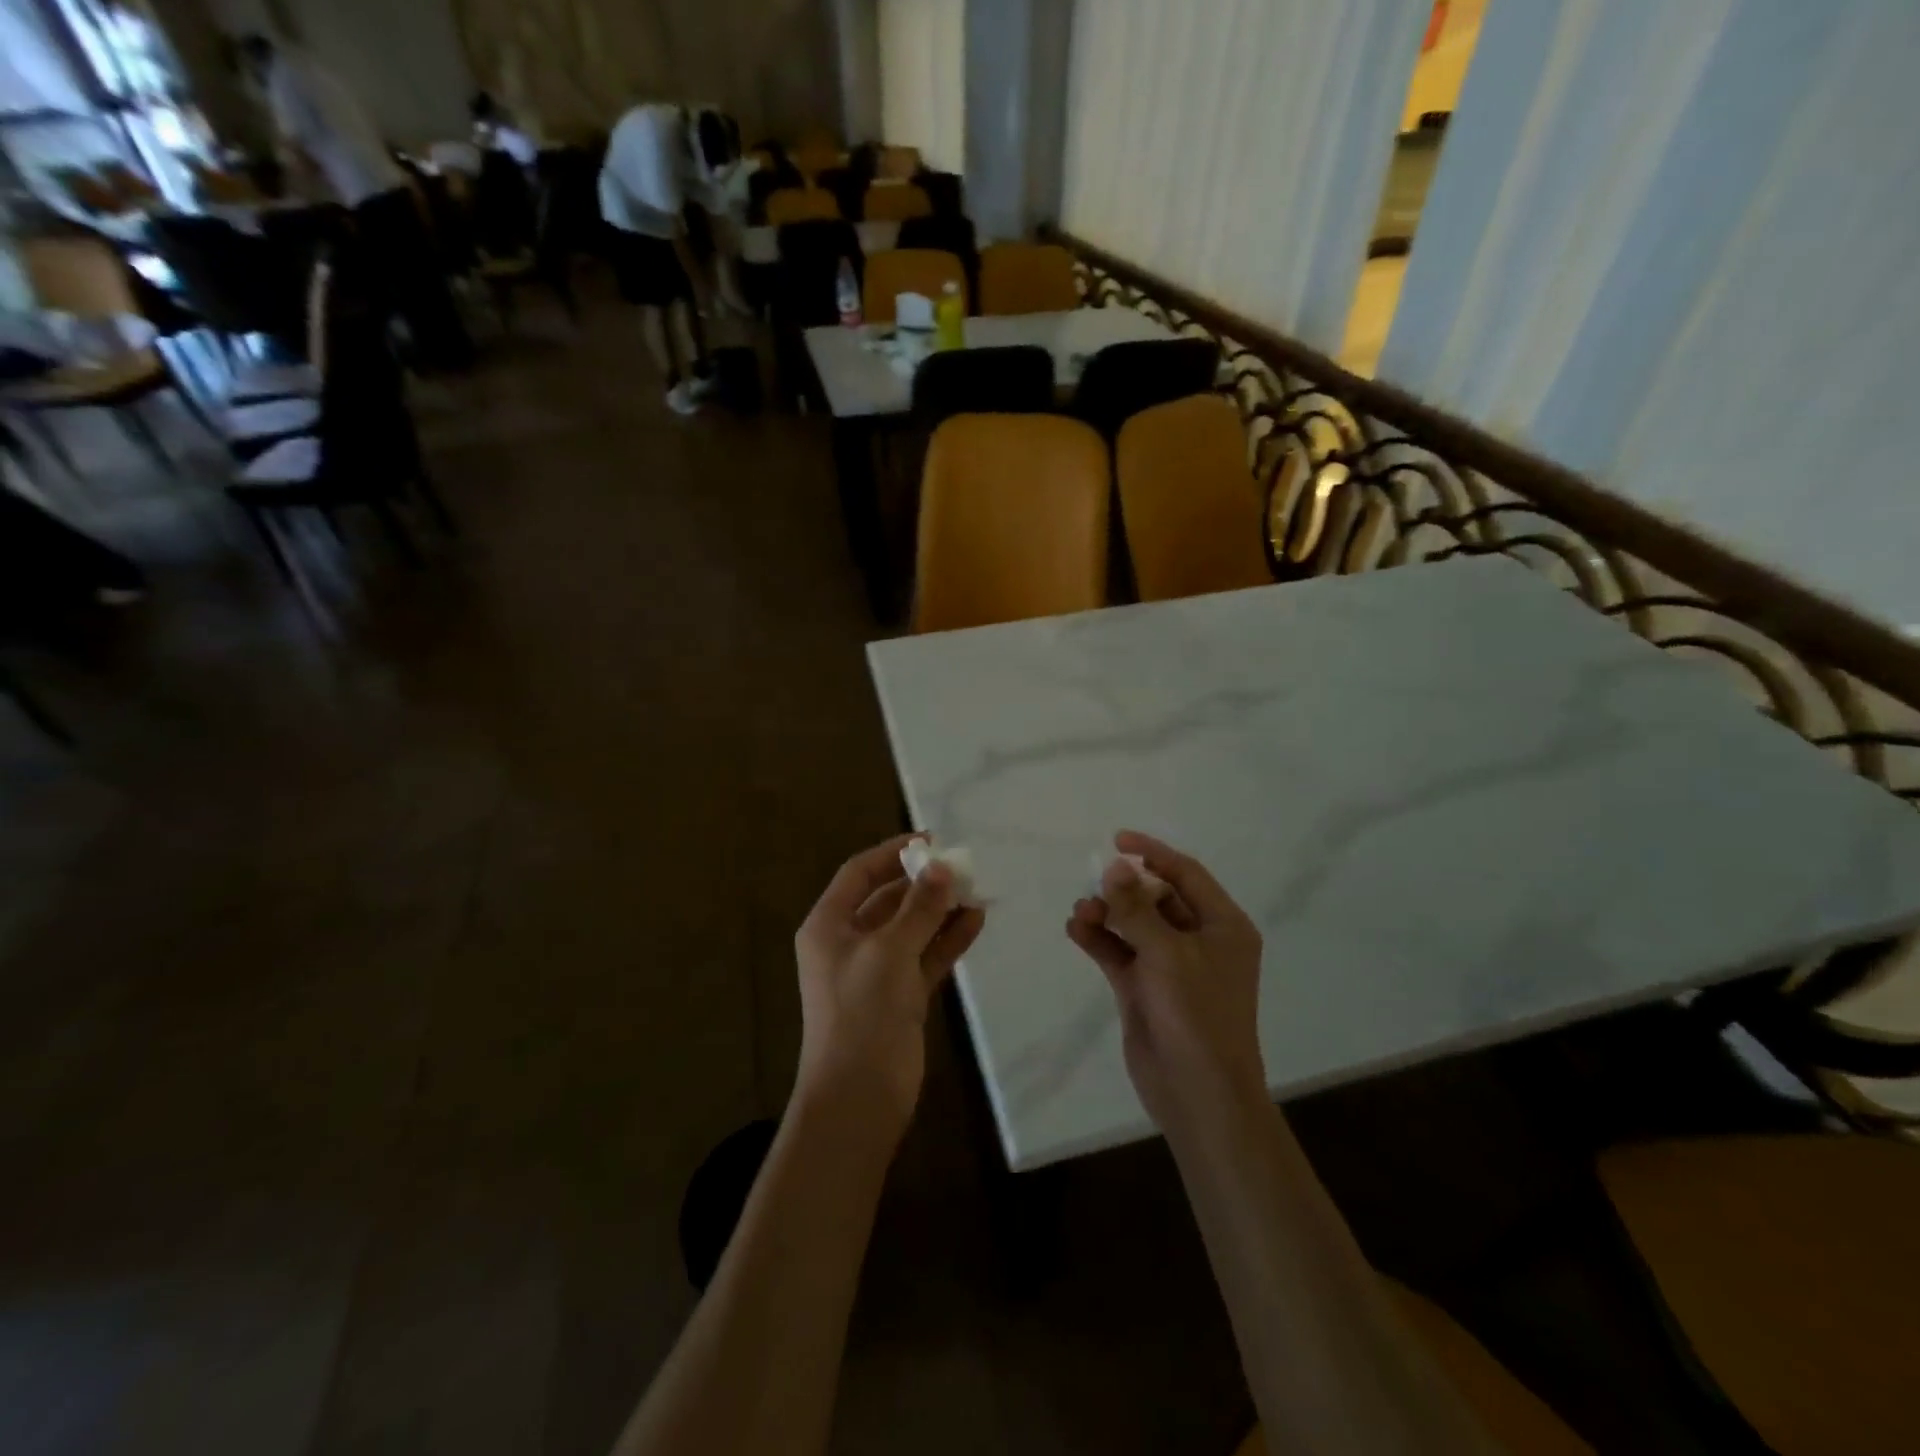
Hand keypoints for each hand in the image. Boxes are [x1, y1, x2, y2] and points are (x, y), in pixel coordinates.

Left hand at [793, 834, 985, 1144]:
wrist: (858, 1097)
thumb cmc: (862, 1013)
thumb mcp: (889, 951)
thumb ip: (919, 907)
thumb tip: (943, 867)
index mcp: (829, 926)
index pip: (859, 874)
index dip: (892, 853)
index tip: (931, 841)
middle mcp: (849, 943)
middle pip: (888, 899)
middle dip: (924, 882)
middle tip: (963, 867)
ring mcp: (876, 971)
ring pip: (912, 928)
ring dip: (941, 909)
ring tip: (977, 890)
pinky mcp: (901, 995)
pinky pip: (926, 956)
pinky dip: (948, 939)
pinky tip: (976, 921)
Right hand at [1066, 832, 1267, 1140]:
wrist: (1198, 1094)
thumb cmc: (1197, 1015)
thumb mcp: (1167, 953)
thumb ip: (1136, 908)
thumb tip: (1114, 867)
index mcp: (1223, 926)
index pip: (1186, 874)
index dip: (1153, 852)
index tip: (1117, 840)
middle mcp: (1199, 941)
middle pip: (1157, 897)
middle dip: (1124, 888)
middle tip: (1094, 886)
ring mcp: (1170, 966)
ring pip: (1134, 925)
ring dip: (1107, 914)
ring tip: (1080, 912)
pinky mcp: (1145, 989)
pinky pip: (1119, 952)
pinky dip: (1099, 939)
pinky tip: (1075, 929)